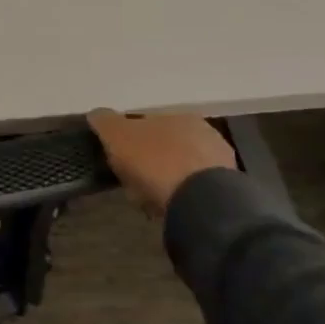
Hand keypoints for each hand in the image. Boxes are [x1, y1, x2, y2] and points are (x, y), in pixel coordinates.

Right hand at [87, 108, 237, 216]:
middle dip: (152, 161)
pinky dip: (181, 197)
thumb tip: (97, 114)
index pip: (150, 123)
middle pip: (168, 146)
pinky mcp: (227, 193)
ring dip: (168, 181)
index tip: (120, 159)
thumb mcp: (118, 136)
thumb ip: (105, 122)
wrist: (201, 204)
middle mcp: (205, 134)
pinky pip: (194, 192)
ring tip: (151, 200)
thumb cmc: (156, 162)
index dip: (131, 141)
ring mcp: (220, 164)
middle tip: (134, 181)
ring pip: (183, 169)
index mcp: (180, 116)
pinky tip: (170, 209)